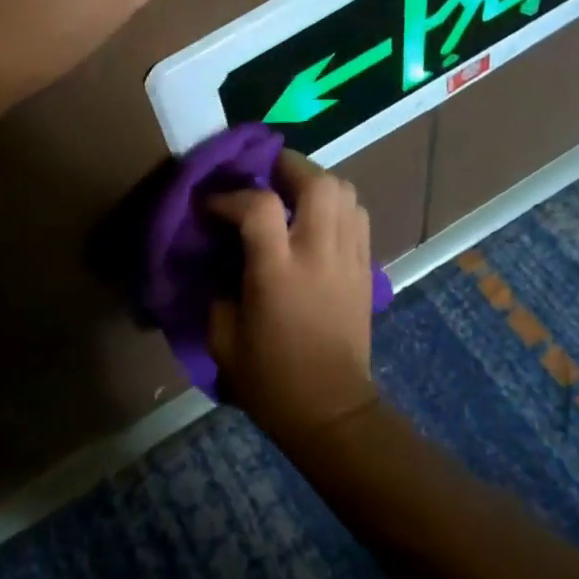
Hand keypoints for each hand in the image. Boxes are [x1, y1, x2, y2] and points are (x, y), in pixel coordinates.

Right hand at [207, 151, 378, 445]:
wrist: (332, 411)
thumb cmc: (271, 380)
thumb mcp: (223, 338)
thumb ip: (217, 289)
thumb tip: (219, 258)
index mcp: (278, 271)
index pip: (259, 206)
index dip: (231, 196)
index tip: (212, 206)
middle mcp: (319, 254)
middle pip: (317, 182)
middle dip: (288, 167)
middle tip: (264, 174)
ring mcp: (349, 258)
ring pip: (345, 192)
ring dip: (316, 181)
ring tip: (292, 192)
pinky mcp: (366, 268)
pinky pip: (358, 216)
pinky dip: (337, 205)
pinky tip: (317, 219)